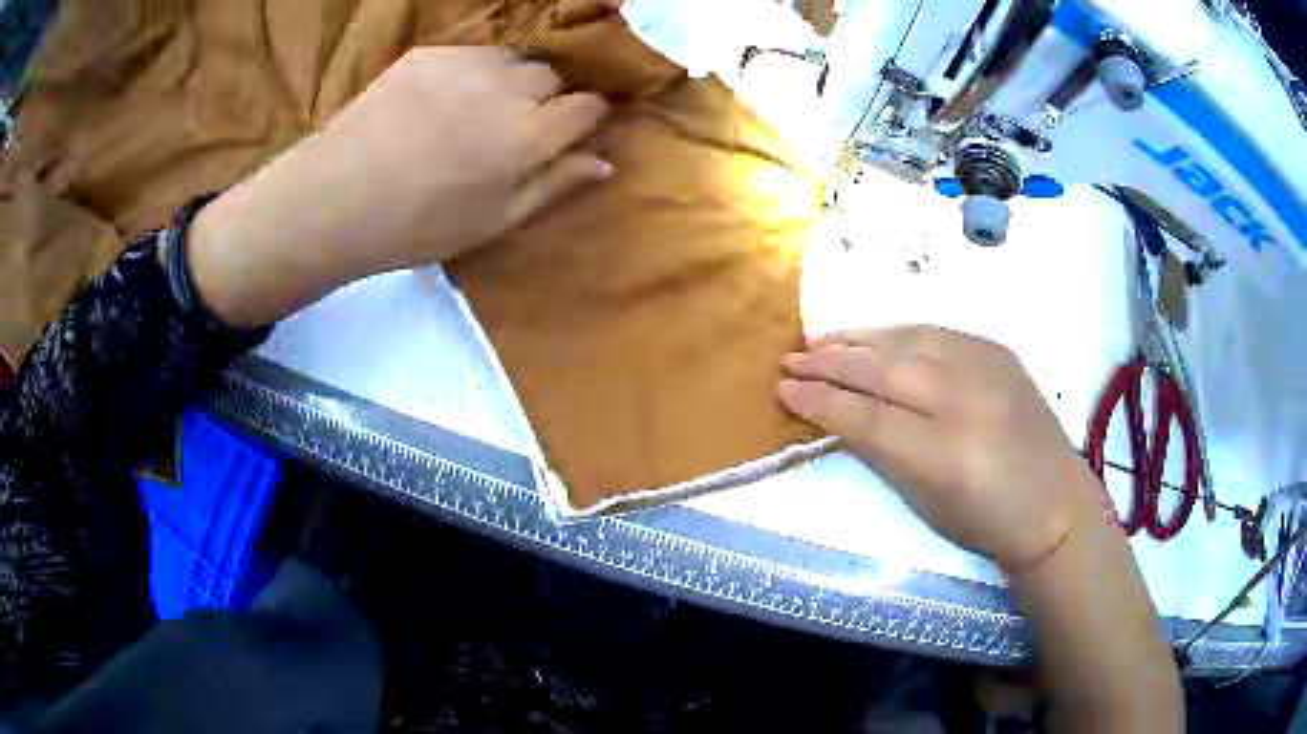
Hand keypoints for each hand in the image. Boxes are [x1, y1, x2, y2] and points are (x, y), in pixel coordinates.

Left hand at [188, 47, 611, 326]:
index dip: (586, 118)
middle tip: (511, 129)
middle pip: (551, 77)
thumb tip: (603, 162)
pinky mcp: (430, 53)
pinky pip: (469, 55)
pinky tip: (439, 103)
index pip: (588, 107)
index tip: (572, 131)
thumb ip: (555, 185)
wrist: (338, 198)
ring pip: (512, 60)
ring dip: (508, 81)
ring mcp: (466, 63)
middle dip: (545, 99)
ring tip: (474, 111)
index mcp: (530, 135)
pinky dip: (468, 74)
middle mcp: (508, 87)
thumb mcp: (496, 220)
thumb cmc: (420, 224)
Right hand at [778, 326, 1104, 570]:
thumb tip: (842, 416)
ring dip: (858, 340)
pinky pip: (937, 333)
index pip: (864, 416)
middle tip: (791, 358)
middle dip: (829, 362)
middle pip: (881, 370)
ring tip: (821, 340)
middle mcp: (962, 401)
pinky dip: (898, 334)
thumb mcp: (924, 502)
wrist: (1053, 503)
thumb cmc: (984, 521)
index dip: (819, 401)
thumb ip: (882, 453)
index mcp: (941, 454)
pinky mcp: (998, 351)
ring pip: (907, 340)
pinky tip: (875, 337)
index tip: (784, 390)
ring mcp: (985, 368)